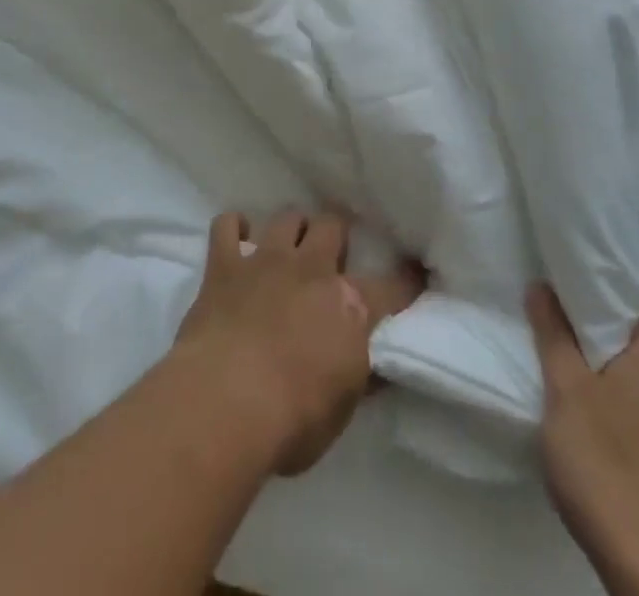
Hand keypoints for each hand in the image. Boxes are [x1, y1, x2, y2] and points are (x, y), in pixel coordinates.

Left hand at [172, 210, 423, 475]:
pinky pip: (227, 224)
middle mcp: (312, 269)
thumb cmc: (290, 420)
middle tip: (330, 256)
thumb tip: (376, 364)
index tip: (414, 273)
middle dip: (334, 235)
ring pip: (287, 217)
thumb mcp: (341, 411)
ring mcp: (266, 260)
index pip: (391, 286)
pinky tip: (236, 239)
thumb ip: (358, 376)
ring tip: (287, 247)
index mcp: (349, 306)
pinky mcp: (224, 264)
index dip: (406, 280)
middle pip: (332, 225)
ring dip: (290, 229)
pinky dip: (233, 227)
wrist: (225, 403)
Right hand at [528, 286, 638, 595]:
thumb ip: (554, 335)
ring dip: (634, 396)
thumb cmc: (609, 466)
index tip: (589, 298)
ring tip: (591, 405)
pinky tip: (615, 454)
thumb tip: (543, 285)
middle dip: (620, 349)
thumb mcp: (565, 393)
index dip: (624, 297)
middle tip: (578, 350)